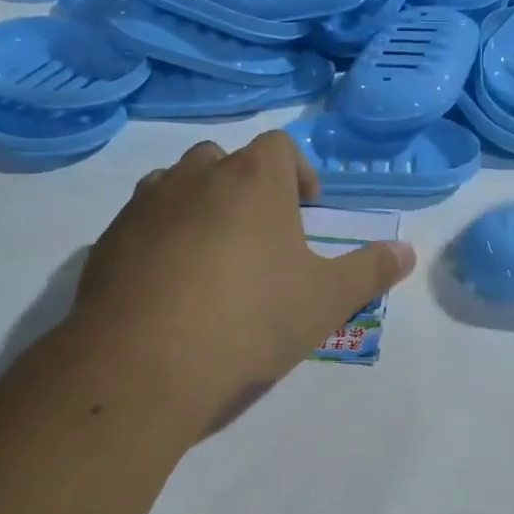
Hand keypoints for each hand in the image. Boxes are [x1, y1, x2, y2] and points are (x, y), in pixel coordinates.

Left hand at [71, 131, 414, 427]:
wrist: (143, 366)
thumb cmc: (251, 320)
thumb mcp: (327, 300)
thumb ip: (371, 270)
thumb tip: (407, 251)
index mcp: (254, 179)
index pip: (280, 146)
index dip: (299, 173)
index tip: (306, 210)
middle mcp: (196, 177)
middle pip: (226, 159)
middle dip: (248, 186)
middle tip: (263, 235)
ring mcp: (145, 206)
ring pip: (178, 185)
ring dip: (201, 206)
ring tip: (215, 257)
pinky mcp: (106, 241)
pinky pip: (142, 222)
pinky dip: (161, 238)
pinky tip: (172, 286)